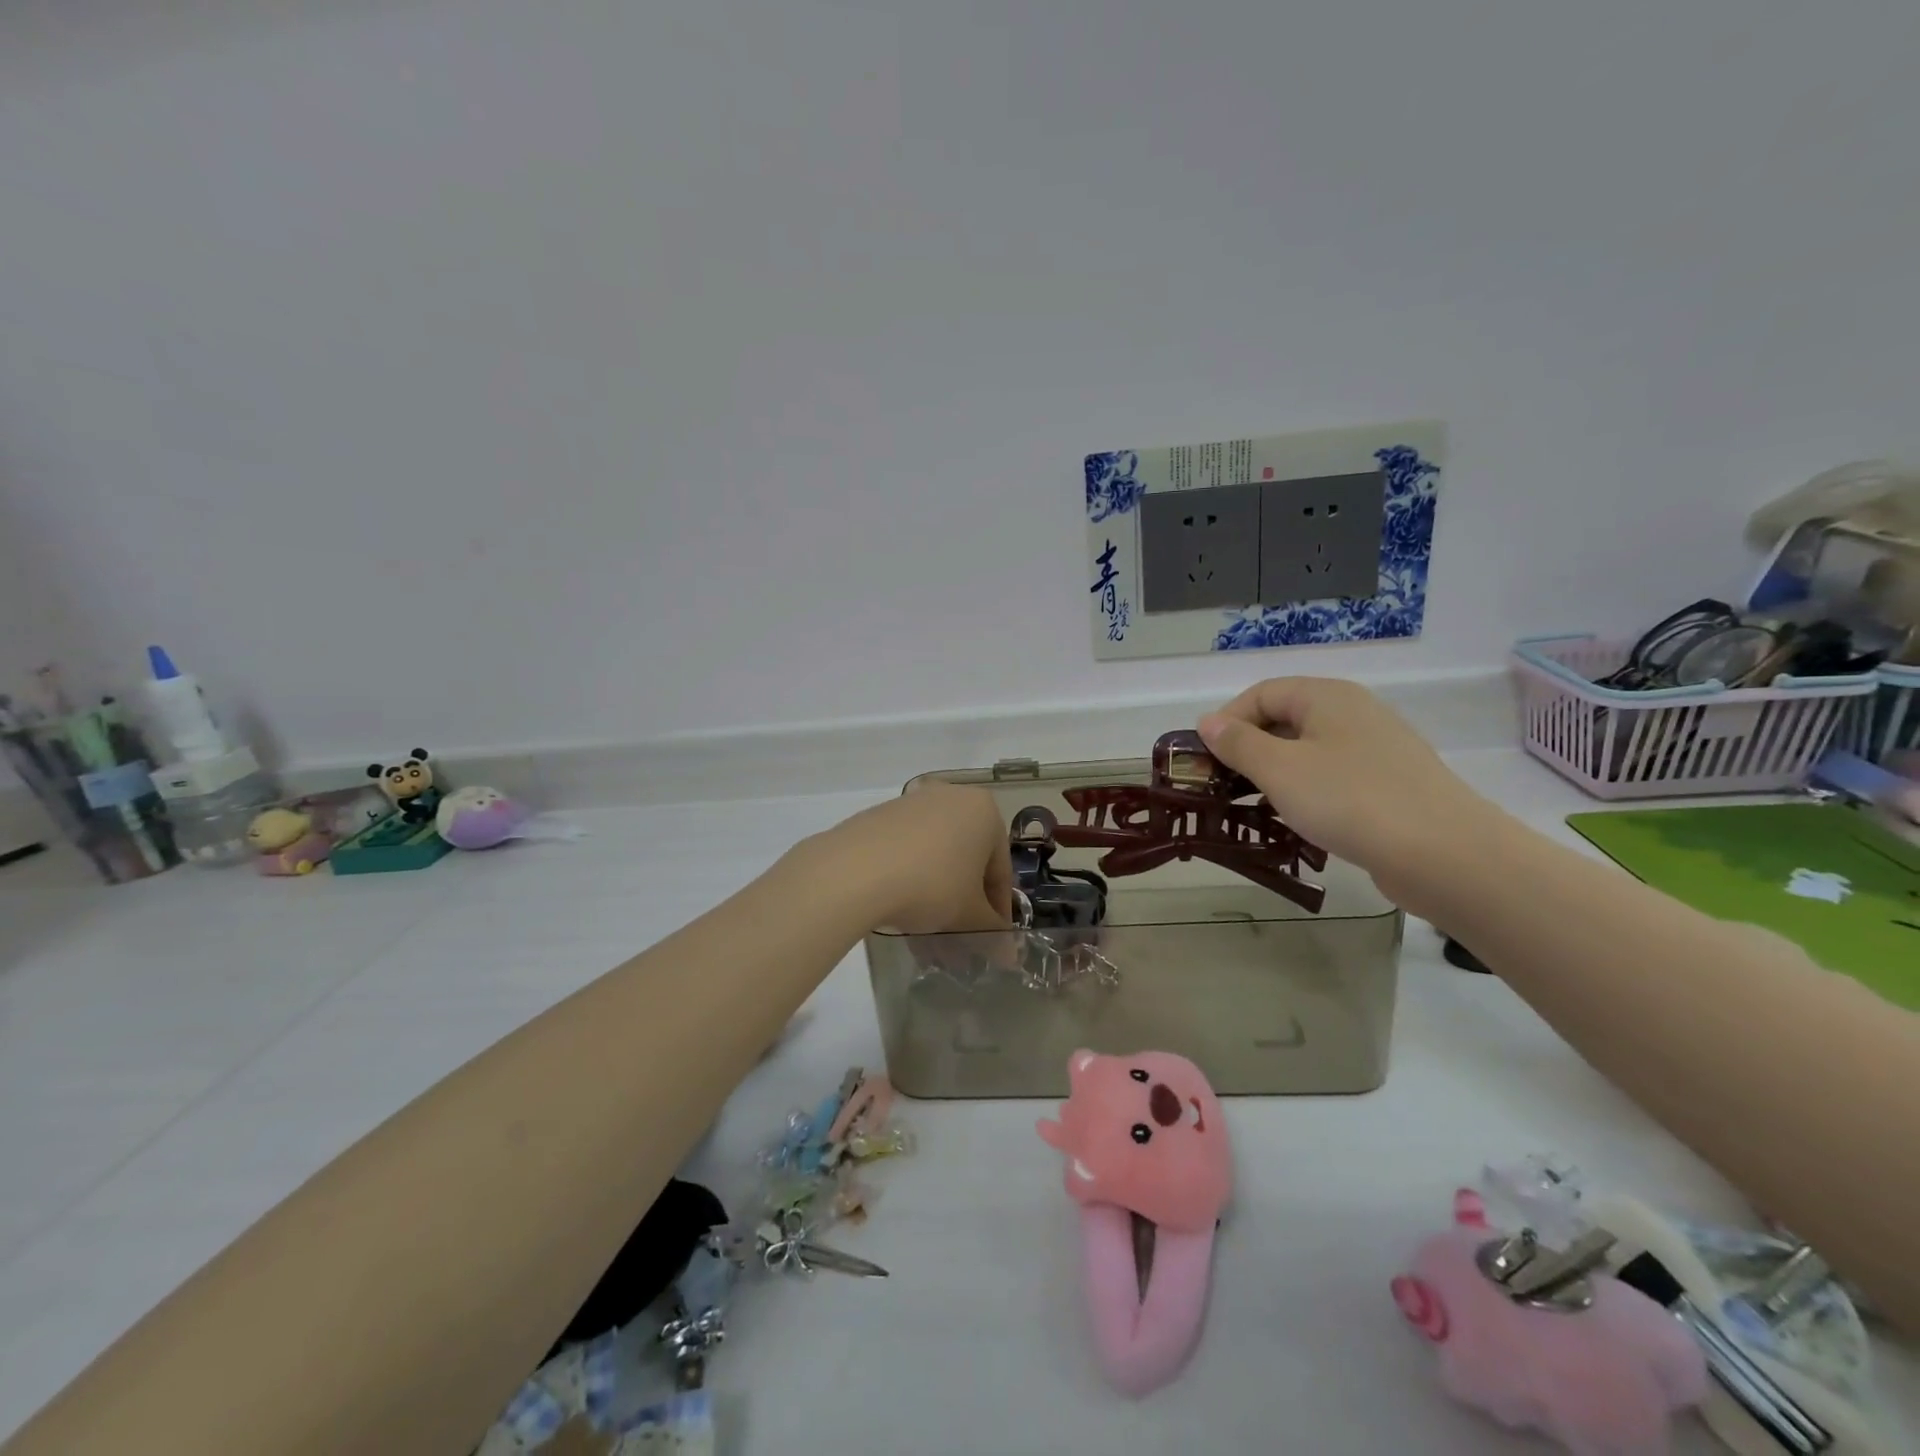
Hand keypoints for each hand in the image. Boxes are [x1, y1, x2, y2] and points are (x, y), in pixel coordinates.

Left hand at [807, 783, 1012, 934]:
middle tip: (958, 937)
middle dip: (964, 900)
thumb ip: (992, 931)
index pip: (1000, 869)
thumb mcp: (969, 916)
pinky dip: (910, 877)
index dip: (998, 909)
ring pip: (936, 855)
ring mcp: (912, 802)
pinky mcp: (879, 814)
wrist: (855, 871)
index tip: (991, 939)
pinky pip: (906, 849)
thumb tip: (1008, 954)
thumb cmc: (932, 885)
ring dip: (937, 892)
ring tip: (926, 930)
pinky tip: (899, 907)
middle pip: (967, 858)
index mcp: (983, 811)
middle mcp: (951, 797)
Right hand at [1198, 678, 1495, 907]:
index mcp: (1327, 696)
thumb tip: (1208, 722)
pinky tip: (1298, 822)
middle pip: (1286, 720)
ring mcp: (1377, 749)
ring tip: (1254, 807)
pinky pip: (1334, 778)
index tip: (1205, 758)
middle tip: (1223, 785)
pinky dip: (1307, 793)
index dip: (1227, 720)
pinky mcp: (1390, 785)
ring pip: (1309, 752)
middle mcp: (1354, 713)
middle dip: (1249, 749)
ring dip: (1275, 775)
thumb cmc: (1349, 800)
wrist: (1444, 854)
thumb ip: (1238, 743)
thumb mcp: (1279, 769)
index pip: (1262, 693)